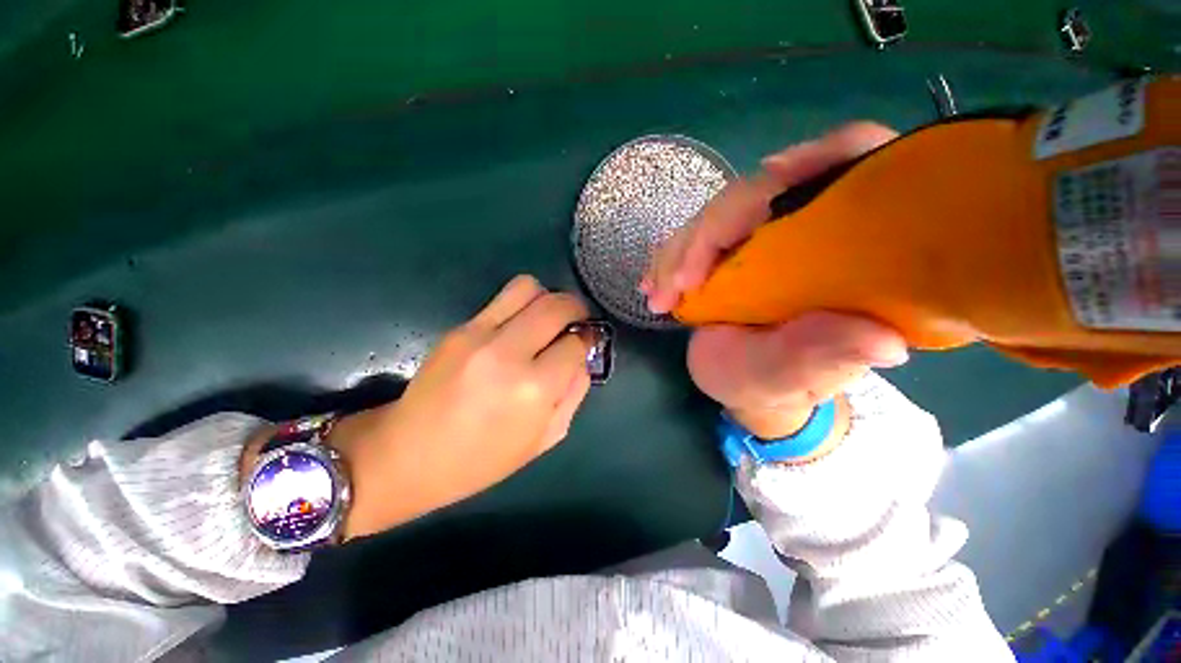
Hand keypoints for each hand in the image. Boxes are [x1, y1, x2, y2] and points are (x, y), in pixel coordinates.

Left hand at [293, 276, 591, 539]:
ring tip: (547, 318)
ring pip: (529, 287)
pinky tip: (517, 327)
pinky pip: (502, 299)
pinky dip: (521, 305)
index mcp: (535, 389)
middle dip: (577, 308)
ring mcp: (479, 334)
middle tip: (577, 320)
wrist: (409, 454)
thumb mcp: (546, 438)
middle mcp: (509, 352)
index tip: (586, 340)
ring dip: (548, 298)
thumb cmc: (483, 459)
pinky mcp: (459, 328)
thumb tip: (582, 356)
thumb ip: (574, 392)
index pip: (576, 342)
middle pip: (558, 305)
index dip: (587, 339)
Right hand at [641, 123, 908, 444]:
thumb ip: (827, 357)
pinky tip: (652, 283)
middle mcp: (808, 233)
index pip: (857, 171)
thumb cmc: (772, 385)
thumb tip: (885, 343)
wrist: (737, 384)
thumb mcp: (796, 378)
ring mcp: (761, 237)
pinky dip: (669, 257)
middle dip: (712, 230)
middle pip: (764, 191)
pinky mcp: (726, 249)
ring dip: (680, 250)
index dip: (825, 157)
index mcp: (850, 254)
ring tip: (658, 295)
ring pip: (719, 213)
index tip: (773, 177)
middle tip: (677, 283)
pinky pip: (695, 236)